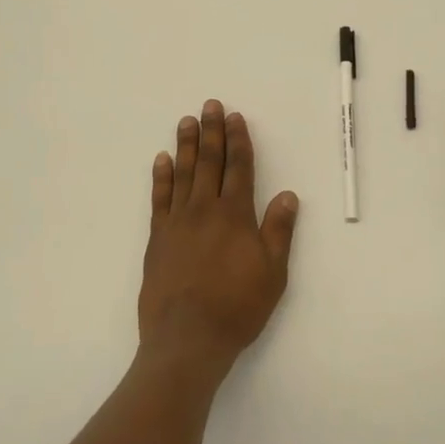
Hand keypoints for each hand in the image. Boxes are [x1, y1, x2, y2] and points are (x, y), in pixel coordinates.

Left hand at [139, 100, 297, 379]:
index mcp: (235, 215)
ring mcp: (177, 222)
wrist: (187, 338)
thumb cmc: (237, 306)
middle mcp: (205, 210)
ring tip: (186, 122)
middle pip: (209, 163)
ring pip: (183, 174)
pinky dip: (161, 177)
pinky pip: (159, 199)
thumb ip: (278, 231)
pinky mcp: (157, 239)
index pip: (239, 168)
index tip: (235, 118)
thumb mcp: (272, 272)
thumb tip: (287, 195)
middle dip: (212, 132)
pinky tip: (162, 160)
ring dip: (186, 146)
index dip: (238, 141)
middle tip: (210, 105)